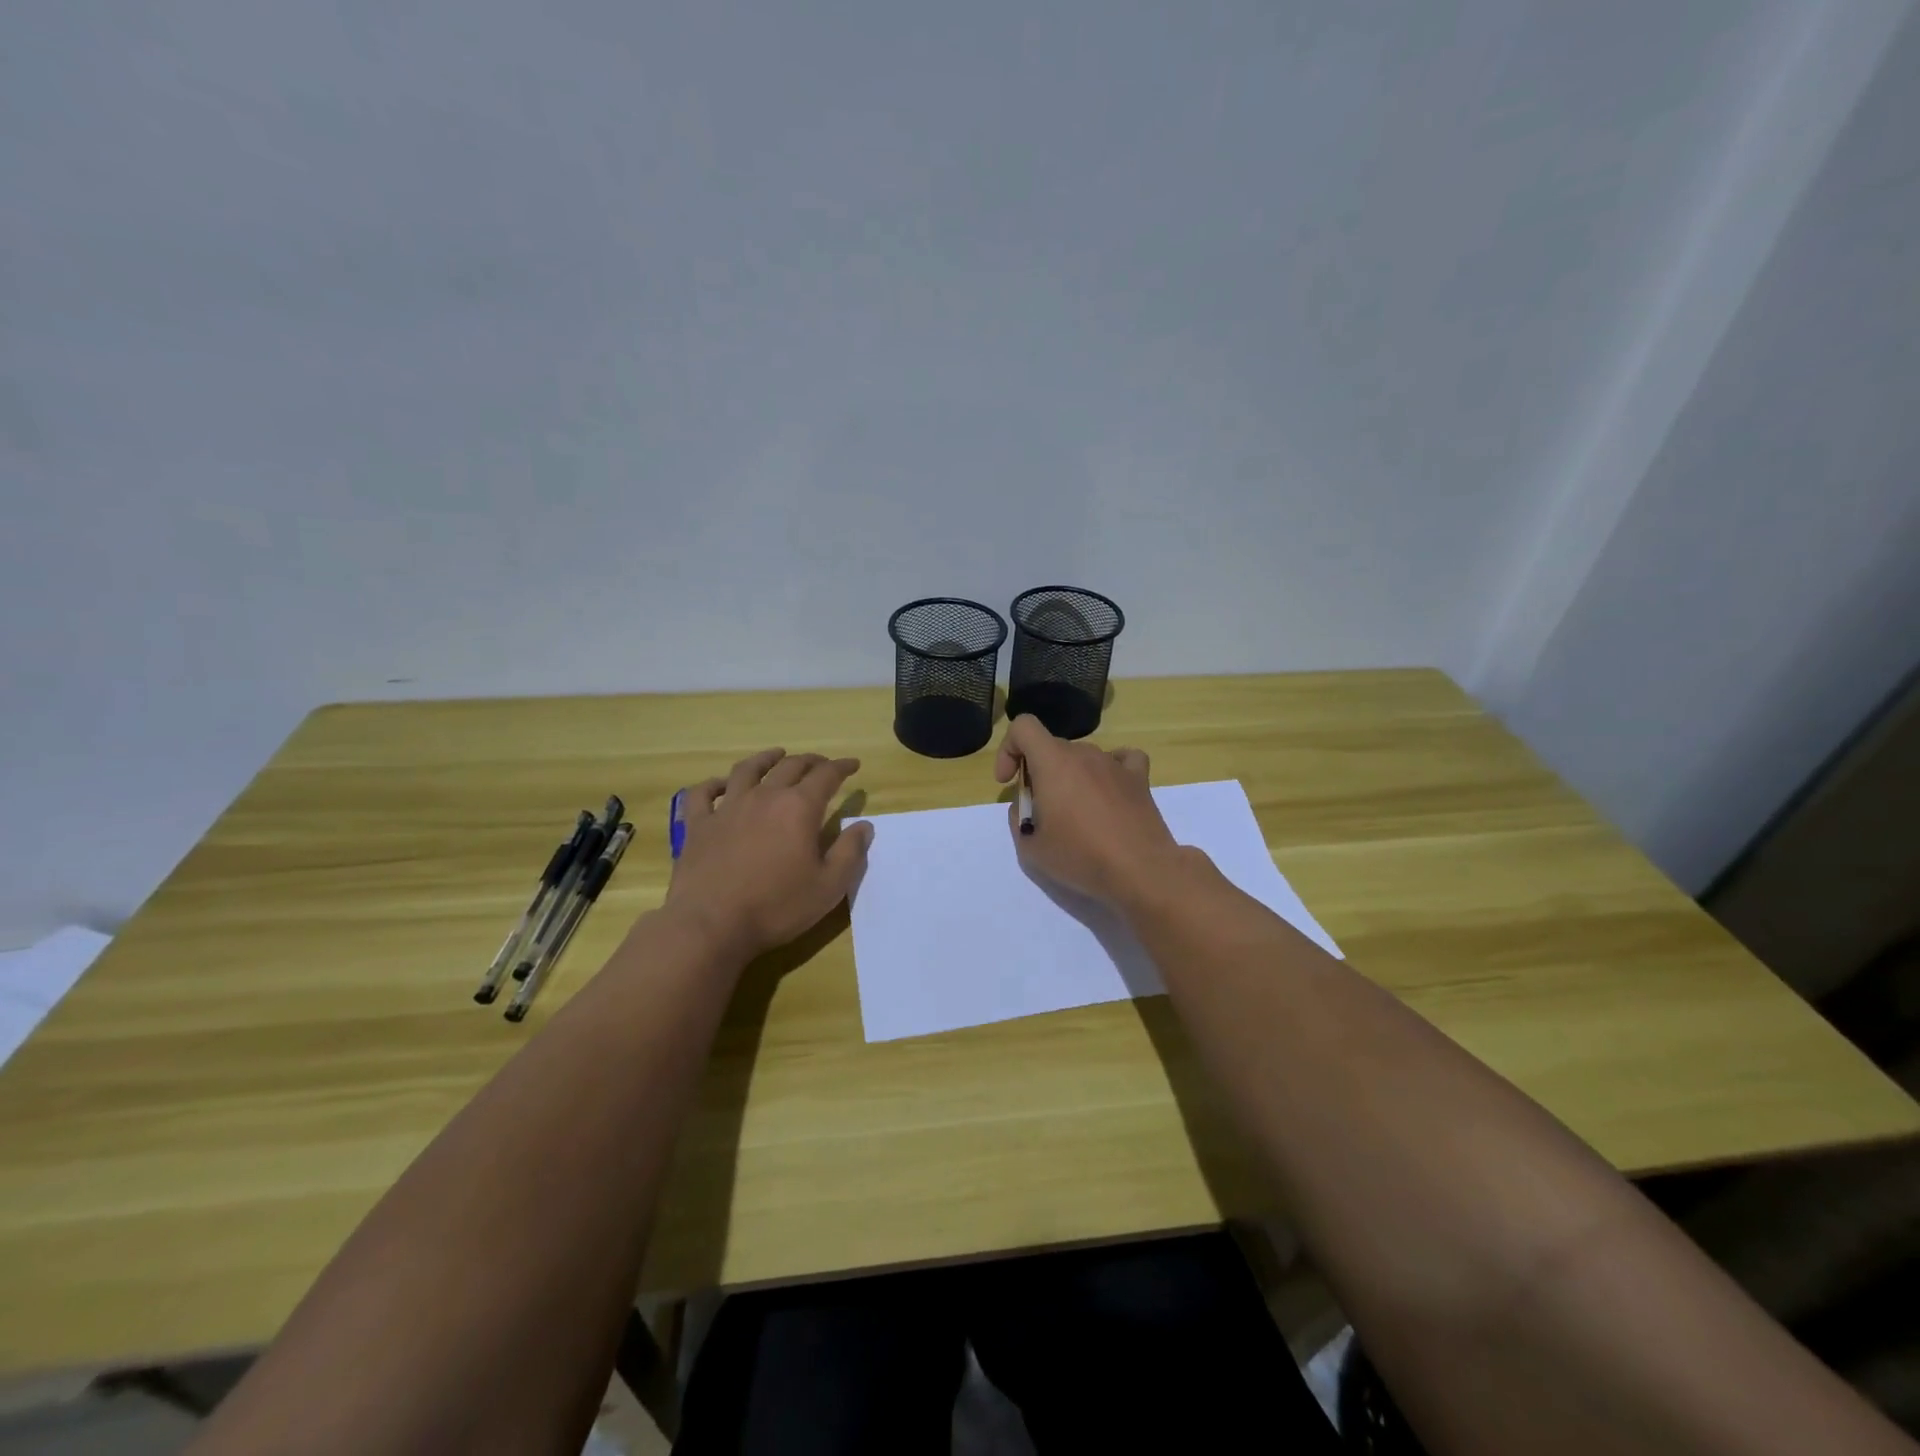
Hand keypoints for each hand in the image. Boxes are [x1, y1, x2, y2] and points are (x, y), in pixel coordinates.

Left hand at [665, 748, 872, 961]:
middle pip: (789, 767)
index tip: (853, 765)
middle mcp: (764, 797)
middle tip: (821, 764)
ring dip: (765, 759)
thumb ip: (850, 852)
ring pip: (747, 770)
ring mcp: (727, 808)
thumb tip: (864, 825)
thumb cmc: (777, 907)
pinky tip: (720, 784)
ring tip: (776, 755)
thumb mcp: (828, 886)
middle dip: (810, 761)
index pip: (826, 776)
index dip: (842, 767)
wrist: (710, 925)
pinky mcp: (698, 825)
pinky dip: (713, 784)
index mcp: (799, 808)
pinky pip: (703, 794)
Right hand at [994, 715, 1180, 908]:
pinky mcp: (1139, 779)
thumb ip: (1019, 817)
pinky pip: (1122, 759)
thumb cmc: (1080, 857)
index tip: (1008, 781)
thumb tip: (1028, 805)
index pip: (1023, 727)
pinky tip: (1108, 790)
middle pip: (1051, 747)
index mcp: (1053, 762)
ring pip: (1082, 757)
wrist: (1140, 871)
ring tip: (1076, 814)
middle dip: (1038, 772)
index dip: (1008, 749)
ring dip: (1070, 776)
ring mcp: (1114, 764)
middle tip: (1041, 812)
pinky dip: (1110, 769)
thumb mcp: (1030, 847)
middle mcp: (1084, 753)